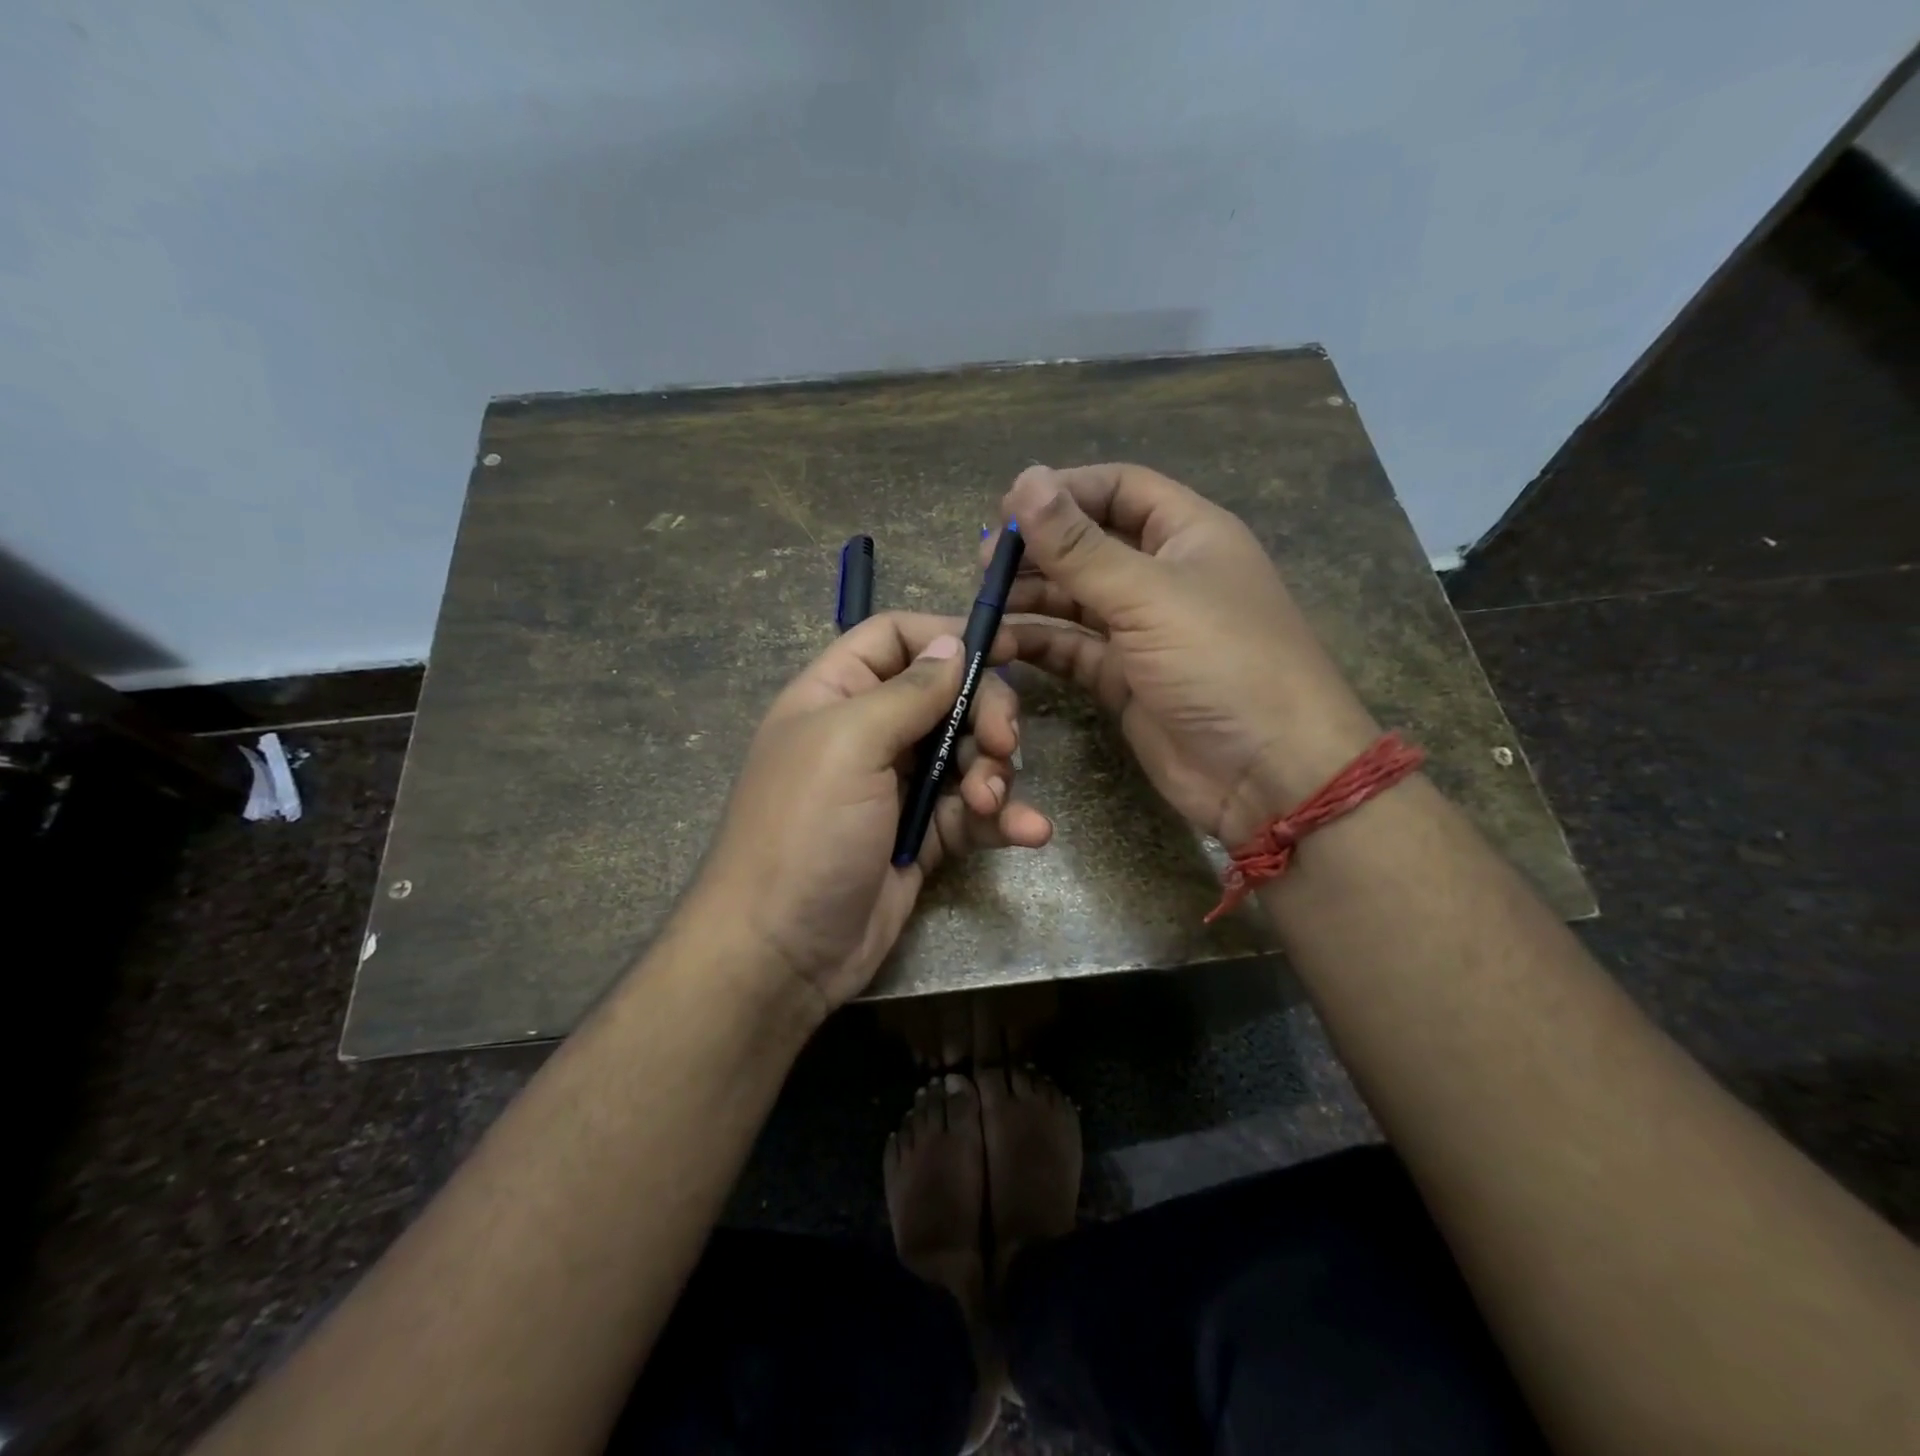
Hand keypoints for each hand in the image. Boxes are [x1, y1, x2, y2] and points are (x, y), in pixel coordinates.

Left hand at [692, 613, 1052, 1010]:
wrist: (782, 953)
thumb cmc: (805, 830)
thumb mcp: (849, 745)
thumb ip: (907, 692)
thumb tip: (951, 643)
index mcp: (836, 695)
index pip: (894, 638)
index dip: (946, 636)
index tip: (1003, 649)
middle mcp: (869, 733)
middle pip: (946, 696)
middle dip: (984, 714)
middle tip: (1003, 744)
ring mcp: (898, 787)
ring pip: (967, 754)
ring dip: (994, 773)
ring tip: (991, 803)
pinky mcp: (924, 835)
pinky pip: (973, 811)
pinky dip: (1003, 819)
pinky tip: (1031, 832)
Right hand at [992, 464, 1378, 844]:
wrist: (1268, 773)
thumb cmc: (1221, 662)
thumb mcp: (1148, 595)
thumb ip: (1079, 545)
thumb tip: (1024, 480)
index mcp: (1188, 535)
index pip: (1119, 489)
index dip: (1065, 491)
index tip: (1007, 508)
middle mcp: (1164, 577)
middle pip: (1090, 546)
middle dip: (1038, 551)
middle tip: (985, 565)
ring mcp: (1143, 632)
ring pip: (1075, 601)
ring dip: (1031, 600)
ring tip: (984, 606)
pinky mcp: (1125, 680)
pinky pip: (1073, 650)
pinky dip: (1039, 646)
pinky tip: (1002, 646)